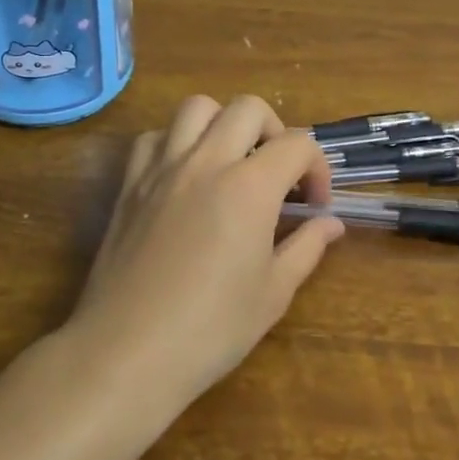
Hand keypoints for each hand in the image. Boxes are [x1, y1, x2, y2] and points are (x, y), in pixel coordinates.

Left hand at [65, 95, 344, 414]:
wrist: (128, 352)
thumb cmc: (210, 329)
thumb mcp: (273, 294)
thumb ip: (307, 248)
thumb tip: (330, 224)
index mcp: (249, 186)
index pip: (297, 144)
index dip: (318, 168)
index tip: (315, 205)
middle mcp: (206, 162)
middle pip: (248, 108)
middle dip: (275, 131)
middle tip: (277, 174)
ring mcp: (162, 168)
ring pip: (197, 108)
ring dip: (223, 123)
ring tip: (231, 162)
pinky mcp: (129, 183)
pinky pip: (154, 138)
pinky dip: (175, 143)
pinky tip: (183, 176)